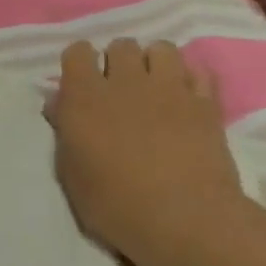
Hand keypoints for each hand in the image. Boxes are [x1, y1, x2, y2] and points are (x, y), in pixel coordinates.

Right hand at [48, 40, 246, 265]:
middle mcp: (125, 81)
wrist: (183, 220)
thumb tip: (59, 103)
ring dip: (155, 64)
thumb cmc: (114, 204)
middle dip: (118, 62)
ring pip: (162, 48)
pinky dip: (191, 79)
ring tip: (155, 90)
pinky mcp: (206, 103)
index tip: (82, 87)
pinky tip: (186, 99)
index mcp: (84, 97)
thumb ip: (64, 131)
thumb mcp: (71, 174)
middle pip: (121, 45)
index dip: (79, 65)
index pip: (77, 52)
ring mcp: (170, 88)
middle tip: (119, 92)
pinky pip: (199, 71)